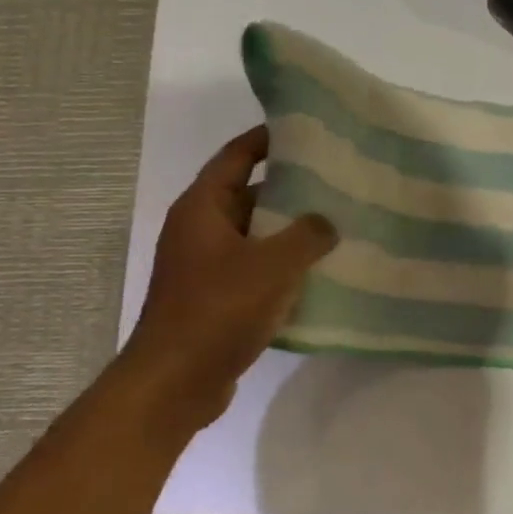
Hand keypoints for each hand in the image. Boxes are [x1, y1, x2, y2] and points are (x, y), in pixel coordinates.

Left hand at [123, 125, 336, 423]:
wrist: (176, 383)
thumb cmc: (219, 310)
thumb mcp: (273, 265)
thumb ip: (307, 235)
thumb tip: (325, 222)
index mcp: (202, 208)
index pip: (236, 157)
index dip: (266, 139)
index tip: (303, 129)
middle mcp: (199, 231)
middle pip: (248, 195)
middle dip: (289, 189)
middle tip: (334, 182)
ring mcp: (205, 267)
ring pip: (254, 236)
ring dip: (288, 232)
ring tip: (336, 225)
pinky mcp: (215, 299)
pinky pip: (254, 270)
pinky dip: (281, 267)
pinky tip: (318, 273)